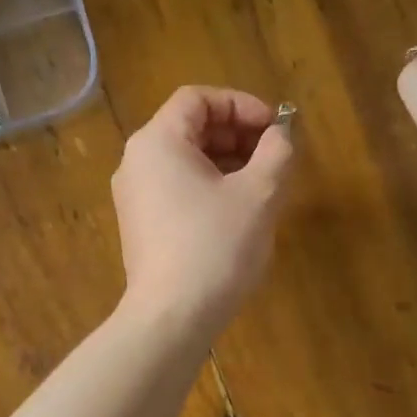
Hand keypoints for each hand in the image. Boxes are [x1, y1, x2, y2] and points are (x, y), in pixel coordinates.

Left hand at [112, 87, 296, 337]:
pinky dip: (209, 187)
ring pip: (186, 161)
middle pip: (190, 127)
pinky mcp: (141, 226)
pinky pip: (177, 189)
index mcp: (157, 142)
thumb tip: (282, 134)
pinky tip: (239, 212)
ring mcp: (135, 196)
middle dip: (237, 134)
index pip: (198, 99)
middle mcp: (137, 162)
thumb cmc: (215, 247)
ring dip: (228, 162)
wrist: (171, 318)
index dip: (241, 104)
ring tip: (264, 184)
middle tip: (275, 156)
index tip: (275, 128)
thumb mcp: (259, 194)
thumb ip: (277, 152)